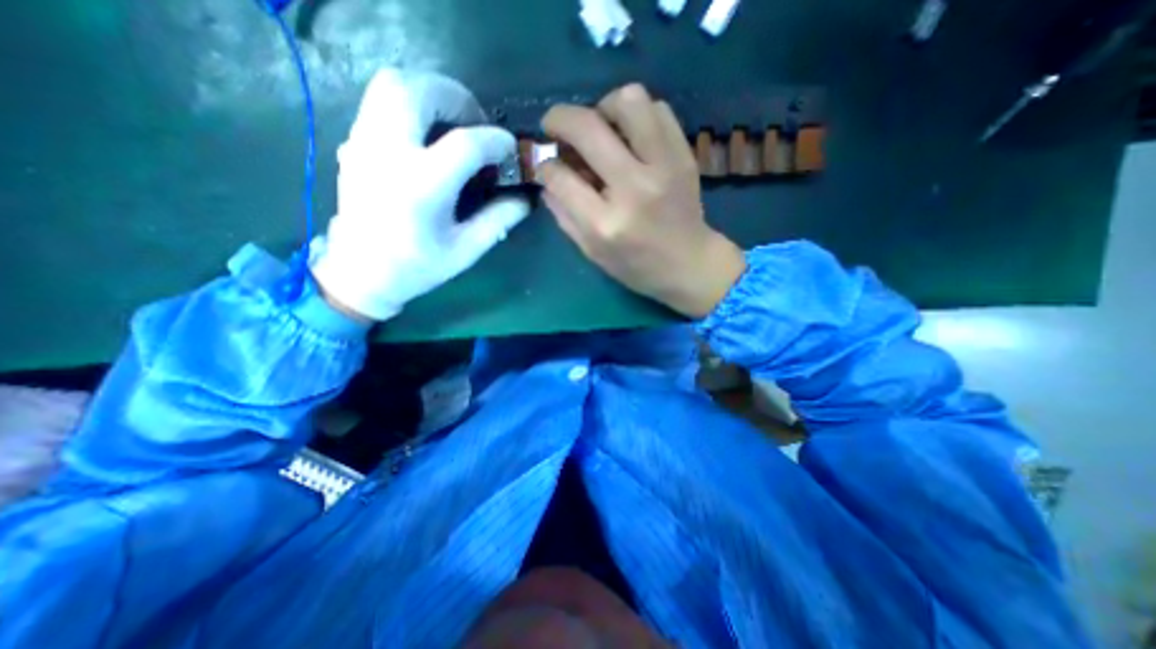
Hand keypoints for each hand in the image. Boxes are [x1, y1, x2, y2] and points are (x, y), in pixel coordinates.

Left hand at [307, 69, 523, 321]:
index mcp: (422, 186)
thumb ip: (499, 219)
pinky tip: (427, 133)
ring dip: (432, 93)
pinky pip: (381, 100)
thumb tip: (526, 197)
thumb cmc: (417, 266)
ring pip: (394, 84)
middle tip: (478, 125)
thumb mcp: (466, 249)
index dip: (495, 140)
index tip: (510, 148)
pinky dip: (411, 102)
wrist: (361, 272)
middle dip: (459, 99)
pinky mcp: (354, 142)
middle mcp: (389, 153)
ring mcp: (365, 142)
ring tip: (453, 121)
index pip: (465, 143)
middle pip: (421, 92)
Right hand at [538, 83, 743, 316]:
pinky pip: (657, 109)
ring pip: (629, 101)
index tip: (545, 165)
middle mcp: (634, 188)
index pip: (561, 177)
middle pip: (588, 127)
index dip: (545, 166)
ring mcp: (664, 167)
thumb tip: (547, 175)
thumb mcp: (591, 251)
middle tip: (554, 126)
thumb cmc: (636, 265)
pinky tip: (629, 136)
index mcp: (606, 223)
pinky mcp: (684, 155)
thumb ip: (563, 214)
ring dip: (603, 107)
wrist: (689, 264)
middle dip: (559, 119)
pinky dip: (636, 115)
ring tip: (599, 128)